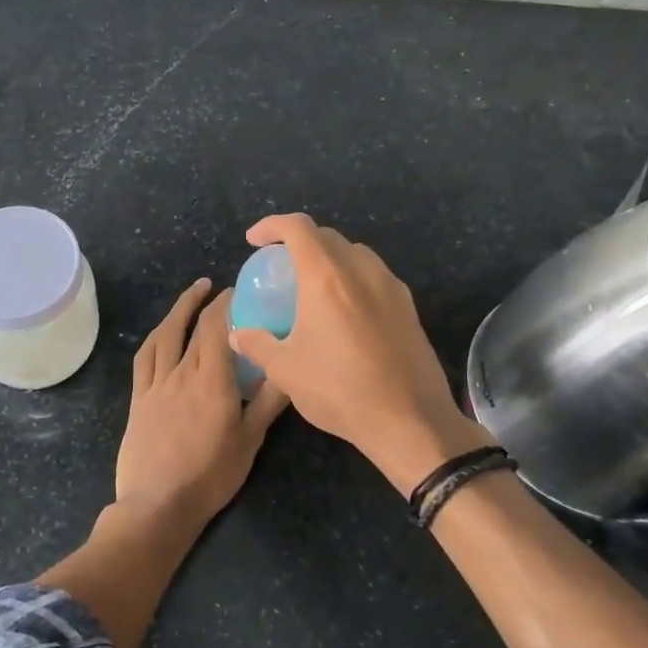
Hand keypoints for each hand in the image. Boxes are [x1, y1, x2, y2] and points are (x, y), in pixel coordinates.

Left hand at [114, 278, 289, 526]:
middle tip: (222, 290)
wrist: (158, 505)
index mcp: (213, 380)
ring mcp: (156, 384)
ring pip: (165, 335)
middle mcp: (182, 373)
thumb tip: (290, 371)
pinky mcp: (138, 398)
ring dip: (179, 309)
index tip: (240, 291)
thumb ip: (269, 403)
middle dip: (208, 302)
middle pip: (194, 326)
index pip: (218, 328)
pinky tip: (162, 332)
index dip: (227, 304)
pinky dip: (156, 337)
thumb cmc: (210, 476)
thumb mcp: (249, 442)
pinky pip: (144, 358)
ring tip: (193, 293)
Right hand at [227, 214, 490, 492]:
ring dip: (331, 258)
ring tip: (314, 285)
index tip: (254, 240)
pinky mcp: (409, 307)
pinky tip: (346, 310)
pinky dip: (353, 278)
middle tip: (282, 265)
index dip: (272, 226)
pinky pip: (375, 276)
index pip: (298, 228)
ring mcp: (391, 287)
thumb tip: (237, 334)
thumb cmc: (339, 390)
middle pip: (328, 236)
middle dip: (300, 241)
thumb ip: (257, 344)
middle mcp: (361, 271)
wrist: (410, 421)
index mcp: (326, 277)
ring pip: (356, 254)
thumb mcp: (286, 371)